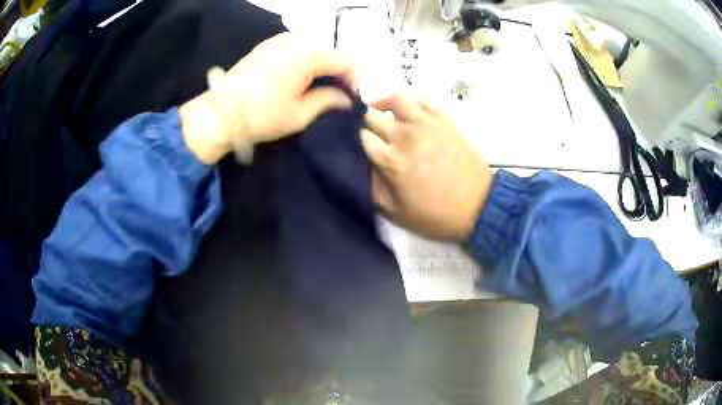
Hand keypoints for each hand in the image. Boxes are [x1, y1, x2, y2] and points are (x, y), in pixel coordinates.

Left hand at [180, 32, 356, 164]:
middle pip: (330, 52)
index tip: (351, 98)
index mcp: (307, 54)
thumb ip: (329, 101)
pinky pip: (297, 49)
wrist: (220, 113)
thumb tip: (346, 99)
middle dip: (338, 72)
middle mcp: (295, 40)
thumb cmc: (261, 116)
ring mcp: (279, 40)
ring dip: (322, 67)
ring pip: (314, 49)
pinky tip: (300, 80)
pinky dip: (305, 62)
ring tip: (318, 89)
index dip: (354, 79)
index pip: (345, 60)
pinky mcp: (268, 45)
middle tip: (337, 95)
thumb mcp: (300, 114)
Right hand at [361, 93, 492, 240]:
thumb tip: (360, 165)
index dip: (352, 139)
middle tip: (366, 132)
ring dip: (384, 104)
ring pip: (396, 98)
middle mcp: (405, 136)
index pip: (360, 136)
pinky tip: (410, 116)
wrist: (478, 207)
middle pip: (371, 115)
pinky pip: (423, 100)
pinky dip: (412, 104)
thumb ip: (372, 187)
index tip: (353, 145)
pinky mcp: (445, 120)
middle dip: (363, 122)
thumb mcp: (396, 213)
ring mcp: (427, 124)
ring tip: (384, 114)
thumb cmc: (436, 214)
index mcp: (391, 161)